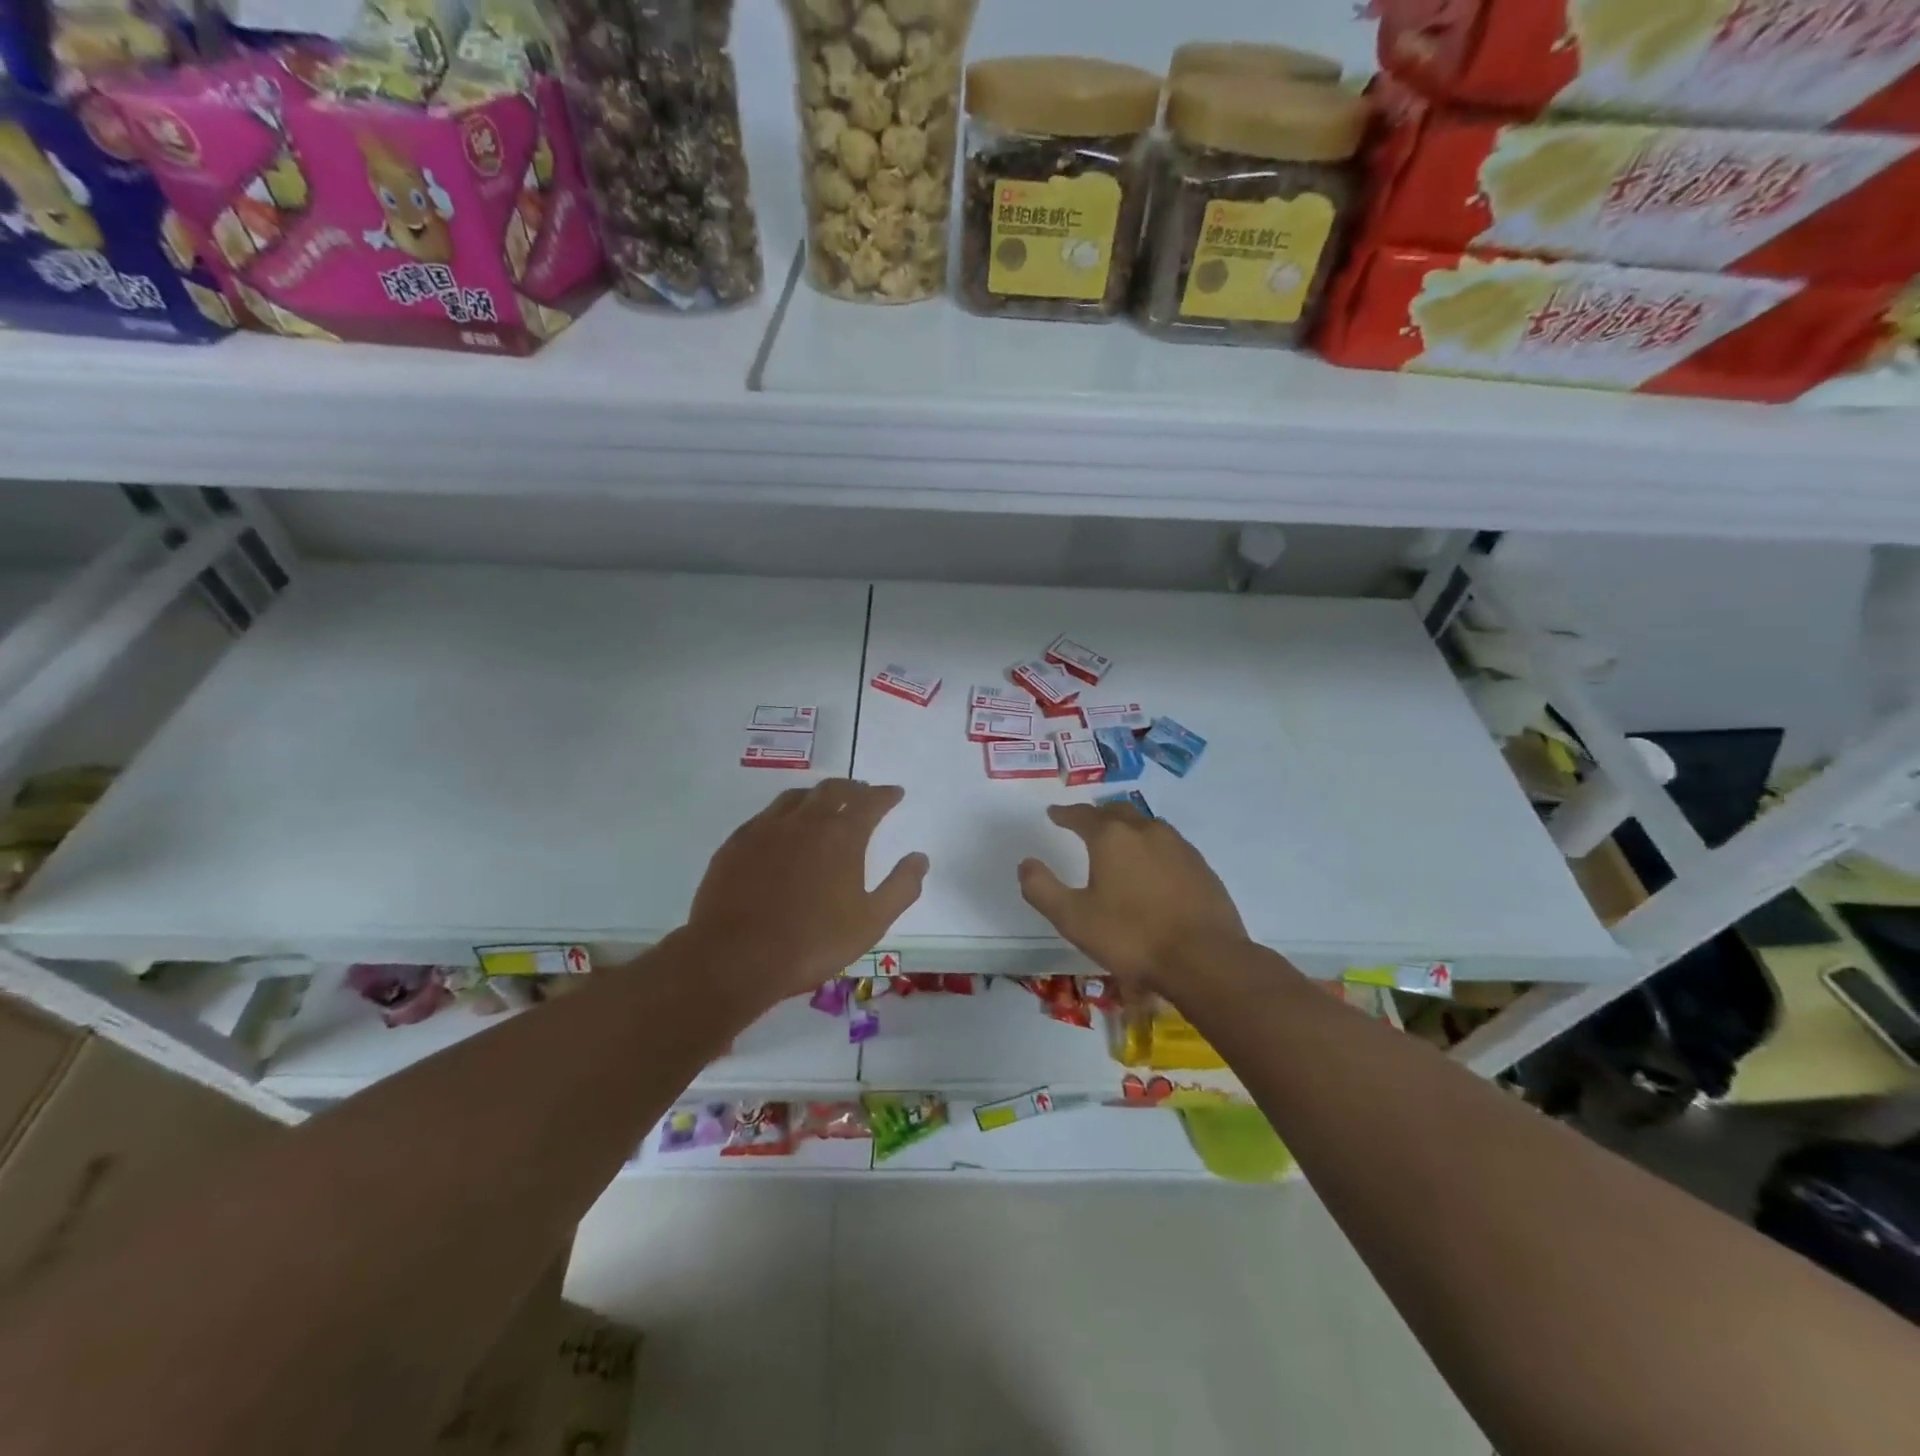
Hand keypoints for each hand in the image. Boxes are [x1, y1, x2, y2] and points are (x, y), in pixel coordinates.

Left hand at [683, 779, 927, 1007]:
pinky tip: (782, 829)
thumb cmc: (812, 942)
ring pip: (797, 797)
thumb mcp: (871, 922)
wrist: (734, 957)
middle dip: (853, 788)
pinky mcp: (736, 843)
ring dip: (818, 795)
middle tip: (863, 793)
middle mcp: (805, 821)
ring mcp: (766, 828)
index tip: (895, 793)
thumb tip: (920, 858)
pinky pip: (766, 815)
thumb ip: (901, 887)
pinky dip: (785, 813)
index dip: (886, 795)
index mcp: (841, 835)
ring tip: (824, 804)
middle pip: (833, 790)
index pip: (870, 801)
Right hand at [1018, 801, 1248, 992]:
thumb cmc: (1131, 937)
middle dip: (1098, 814)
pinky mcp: (1201, 866)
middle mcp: (1146, 831)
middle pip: (1117, 811)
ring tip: (1119, 842)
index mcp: (1112, 837)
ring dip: (1128, 827)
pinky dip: (1153, 847)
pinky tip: (1153, 867)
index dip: (1065, 813)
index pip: (1082, 815)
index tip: (1054, 813)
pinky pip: (1170, 845)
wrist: (1204, 959)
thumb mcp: (1073, 919)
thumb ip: (1042, 889)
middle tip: (1086, 824)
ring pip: (1147, 825)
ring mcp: (1179, 846)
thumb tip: (1026, 863)